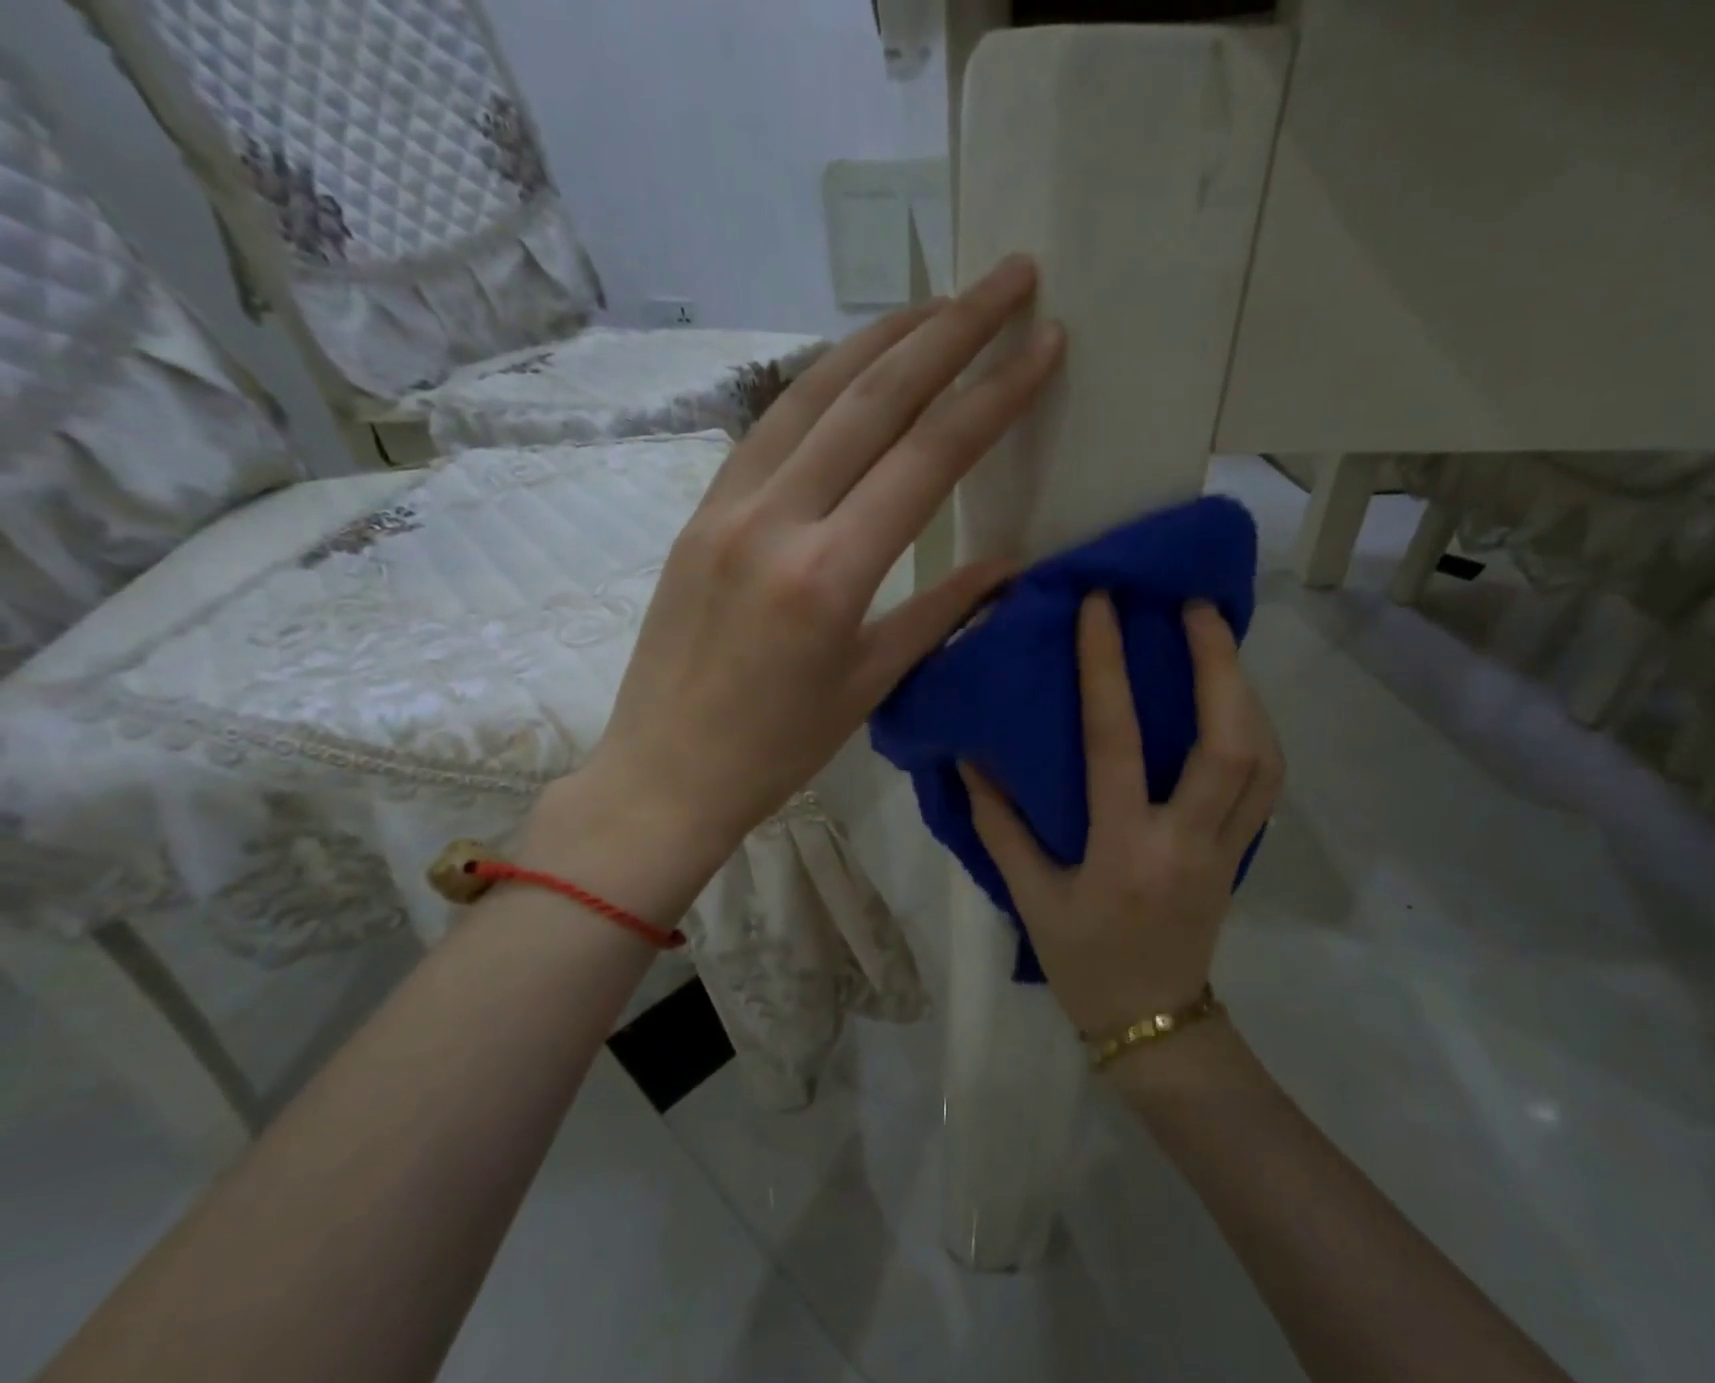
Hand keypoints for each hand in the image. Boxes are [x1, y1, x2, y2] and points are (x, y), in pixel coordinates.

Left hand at [540, 256, 1063, 888]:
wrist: (665, 770)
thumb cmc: (778, 748)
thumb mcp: (871, 683)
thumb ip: (941, 612)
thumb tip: (1007, 564)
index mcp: (830, 575)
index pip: (928, 459)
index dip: (994, 395)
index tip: (1044, 344)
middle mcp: (776, 519)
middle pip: (873, 398)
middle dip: (949, 329)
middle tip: (1006, 276)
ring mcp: (728, 505)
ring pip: (813, 393)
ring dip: (882, 337)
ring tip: (939, 303)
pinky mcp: (700, 510)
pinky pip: (769, 426)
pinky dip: (820, 383)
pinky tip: (854, 366)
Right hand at [961, 594, 1283, 1038]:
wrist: (1154, 1023)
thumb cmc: (1083, 961)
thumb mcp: (1030, 897)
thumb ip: (1000, 825)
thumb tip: (972, 760)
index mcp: (1125, 850)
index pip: (1117, 744)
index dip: (1107, 669)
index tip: (1102, 607)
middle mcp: (1187, 842)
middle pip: (1228, 743)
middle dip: (1219, 664)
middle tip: (1199, 607)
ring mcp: (1227, 849)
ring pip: (1263, 758)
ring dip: (1247, 691)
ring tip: (1221, 643)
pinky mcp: (1243, 854)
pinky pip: (1268, 783)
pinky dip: (1259, 732)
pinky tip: (1238, 704)